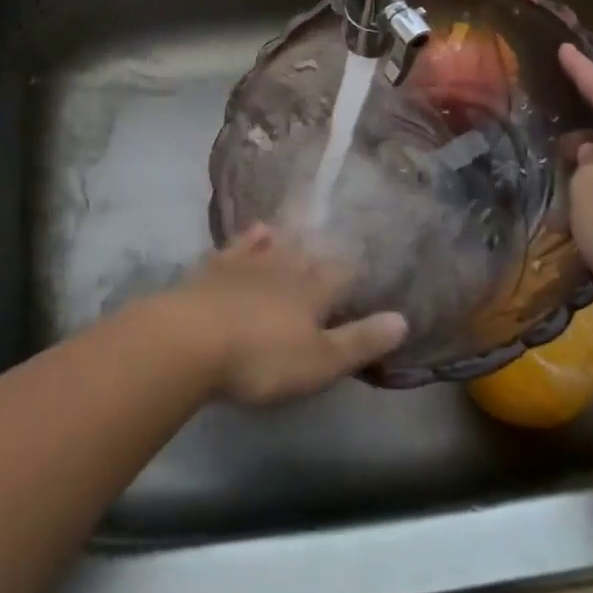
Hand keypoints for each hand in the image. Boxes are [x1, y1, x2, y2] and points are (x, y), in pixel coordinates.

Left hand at [157, 226, 407, 405]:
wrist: (191, 339)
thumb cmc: (262, 358)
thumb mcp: (319, 362)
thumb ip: (359, 341)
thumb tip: (402, 319)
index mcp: (311, 291)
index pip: (338, 275)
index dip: (350, 273)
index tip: (360, 268)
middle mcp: (282, 267)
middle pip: (306, 255)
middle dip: (319, 253)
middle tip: (329, 245)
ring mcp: (245, 264)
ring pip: (273, 245)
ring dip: (286, 239)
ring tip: (297, 231)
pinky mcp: (214, 268)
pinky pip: (238, 246)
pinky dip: (250, 238)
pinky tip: (256, 230)